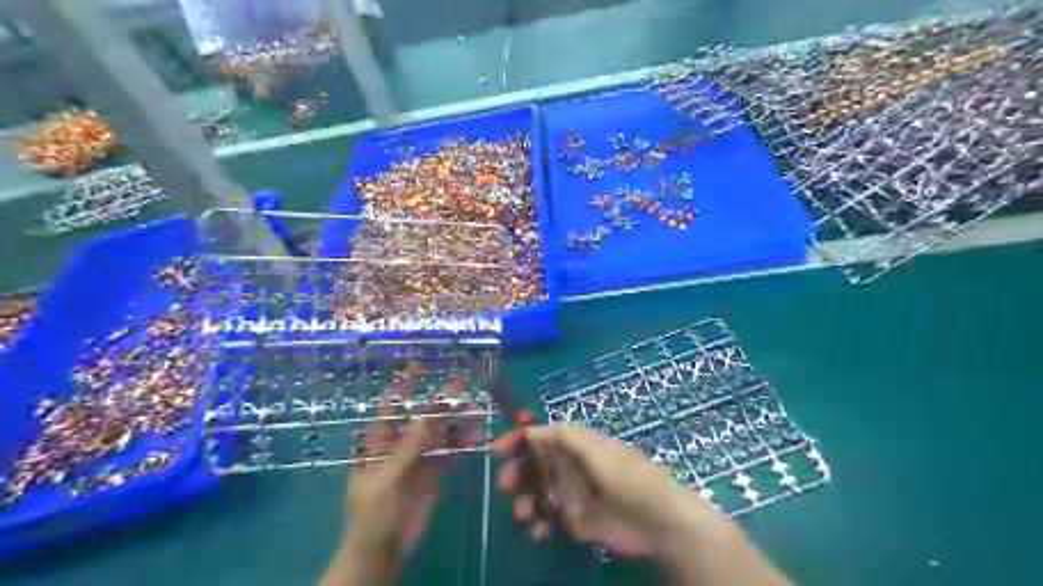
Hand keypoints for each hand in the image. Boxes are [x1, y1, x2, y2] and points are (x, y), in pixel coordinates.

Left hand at [323, 361, 485, 585]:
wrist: (382, 551)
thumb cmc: (373, 514)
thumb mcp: (387, 479)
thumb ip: (408, 448)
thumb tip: (426, 414)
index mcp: (378, 443)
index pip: (391, 408)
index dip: (403, 387)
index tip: (418, 366)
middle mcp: (399, 445)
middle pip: (421, 417)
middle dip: (440, 401)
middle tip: (463, 383)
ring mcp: (418, 459)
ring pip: (439, 434)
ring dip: (456, 422)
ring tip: (476, 410)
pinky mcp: (433, 474)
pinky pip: (449, 453)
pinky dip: (461, 444)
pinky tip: (476, 438)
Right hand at [495, 425, 727, 557]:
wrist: (655, 519)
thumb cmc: (624, 475)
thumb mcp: (594, 448)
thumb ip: (562, 436)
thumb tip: (530, 430)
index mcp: (574, 446)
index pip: (540, 438)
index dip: (518, 441)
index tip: (497, 452)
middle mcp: (569, 468)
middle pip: (533, 467)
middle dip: (516, 475)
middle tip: (506, 487)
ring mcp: (572, 496)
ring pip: (537, 496)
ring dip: (525, 503)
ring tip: (525, 515)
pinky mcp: (576, 523)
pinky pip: (549, 523)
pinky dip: (539, 527)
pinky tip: (539, 532)